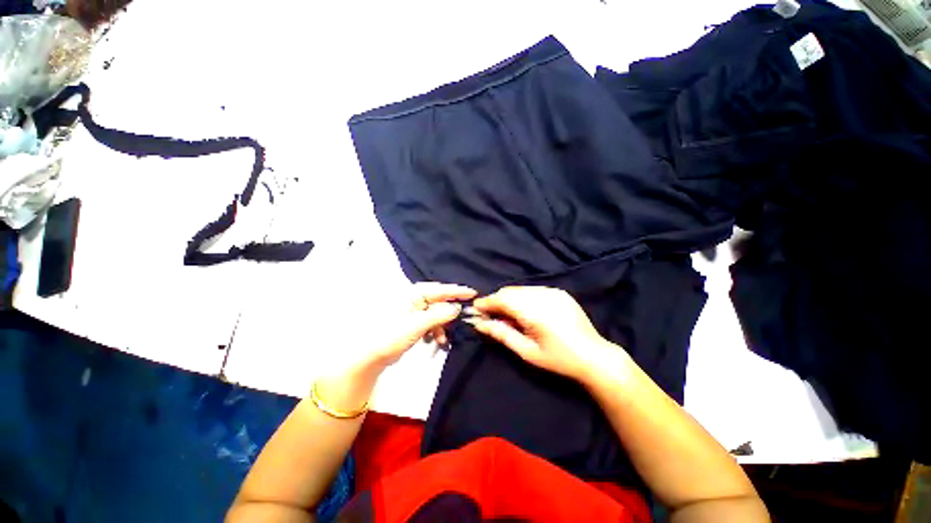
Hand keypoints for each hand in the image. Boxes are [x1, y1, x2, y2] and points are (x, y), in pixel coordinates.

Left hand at [364, 282, 475, 368]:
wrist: (371, 357)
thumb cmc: (392, 335)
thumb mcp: (418, 324)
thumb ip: (439, 315)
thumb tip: (457, 308)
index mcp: (413, 293)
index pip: (439, 289)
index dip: (457, 291)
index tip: (473, 293)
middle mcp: (414, 298)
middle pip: (439, 301)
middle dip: (450, 312)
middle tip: (463, 318)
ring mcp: (412, 310)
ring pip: (435, 313)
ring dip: (442, 325)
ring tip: (443, 339)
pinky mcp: (412, 321)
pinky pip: (430, 321)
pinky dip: (435, 330)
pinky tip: (437, 340)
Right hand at [467, 286, 622, 381]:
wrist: (595, 356)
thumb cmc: (558, 360)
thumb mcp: (527, 352)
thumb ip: (502, 334)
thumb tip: (480, 324)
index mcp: (534, 312)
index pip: (502, 299)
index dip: (486, 303)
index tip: (475, 309)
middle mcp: (542, 295)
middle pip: (510, 291)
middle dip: (496, 300)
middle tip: (489, 315)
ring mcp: (552, 291)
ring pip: (520, 289)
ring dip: (509, 299)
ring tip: (507, 315)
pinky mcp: (559, 292)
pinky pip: (533, 290)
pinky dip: (522, 297)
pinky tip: (524, 311)